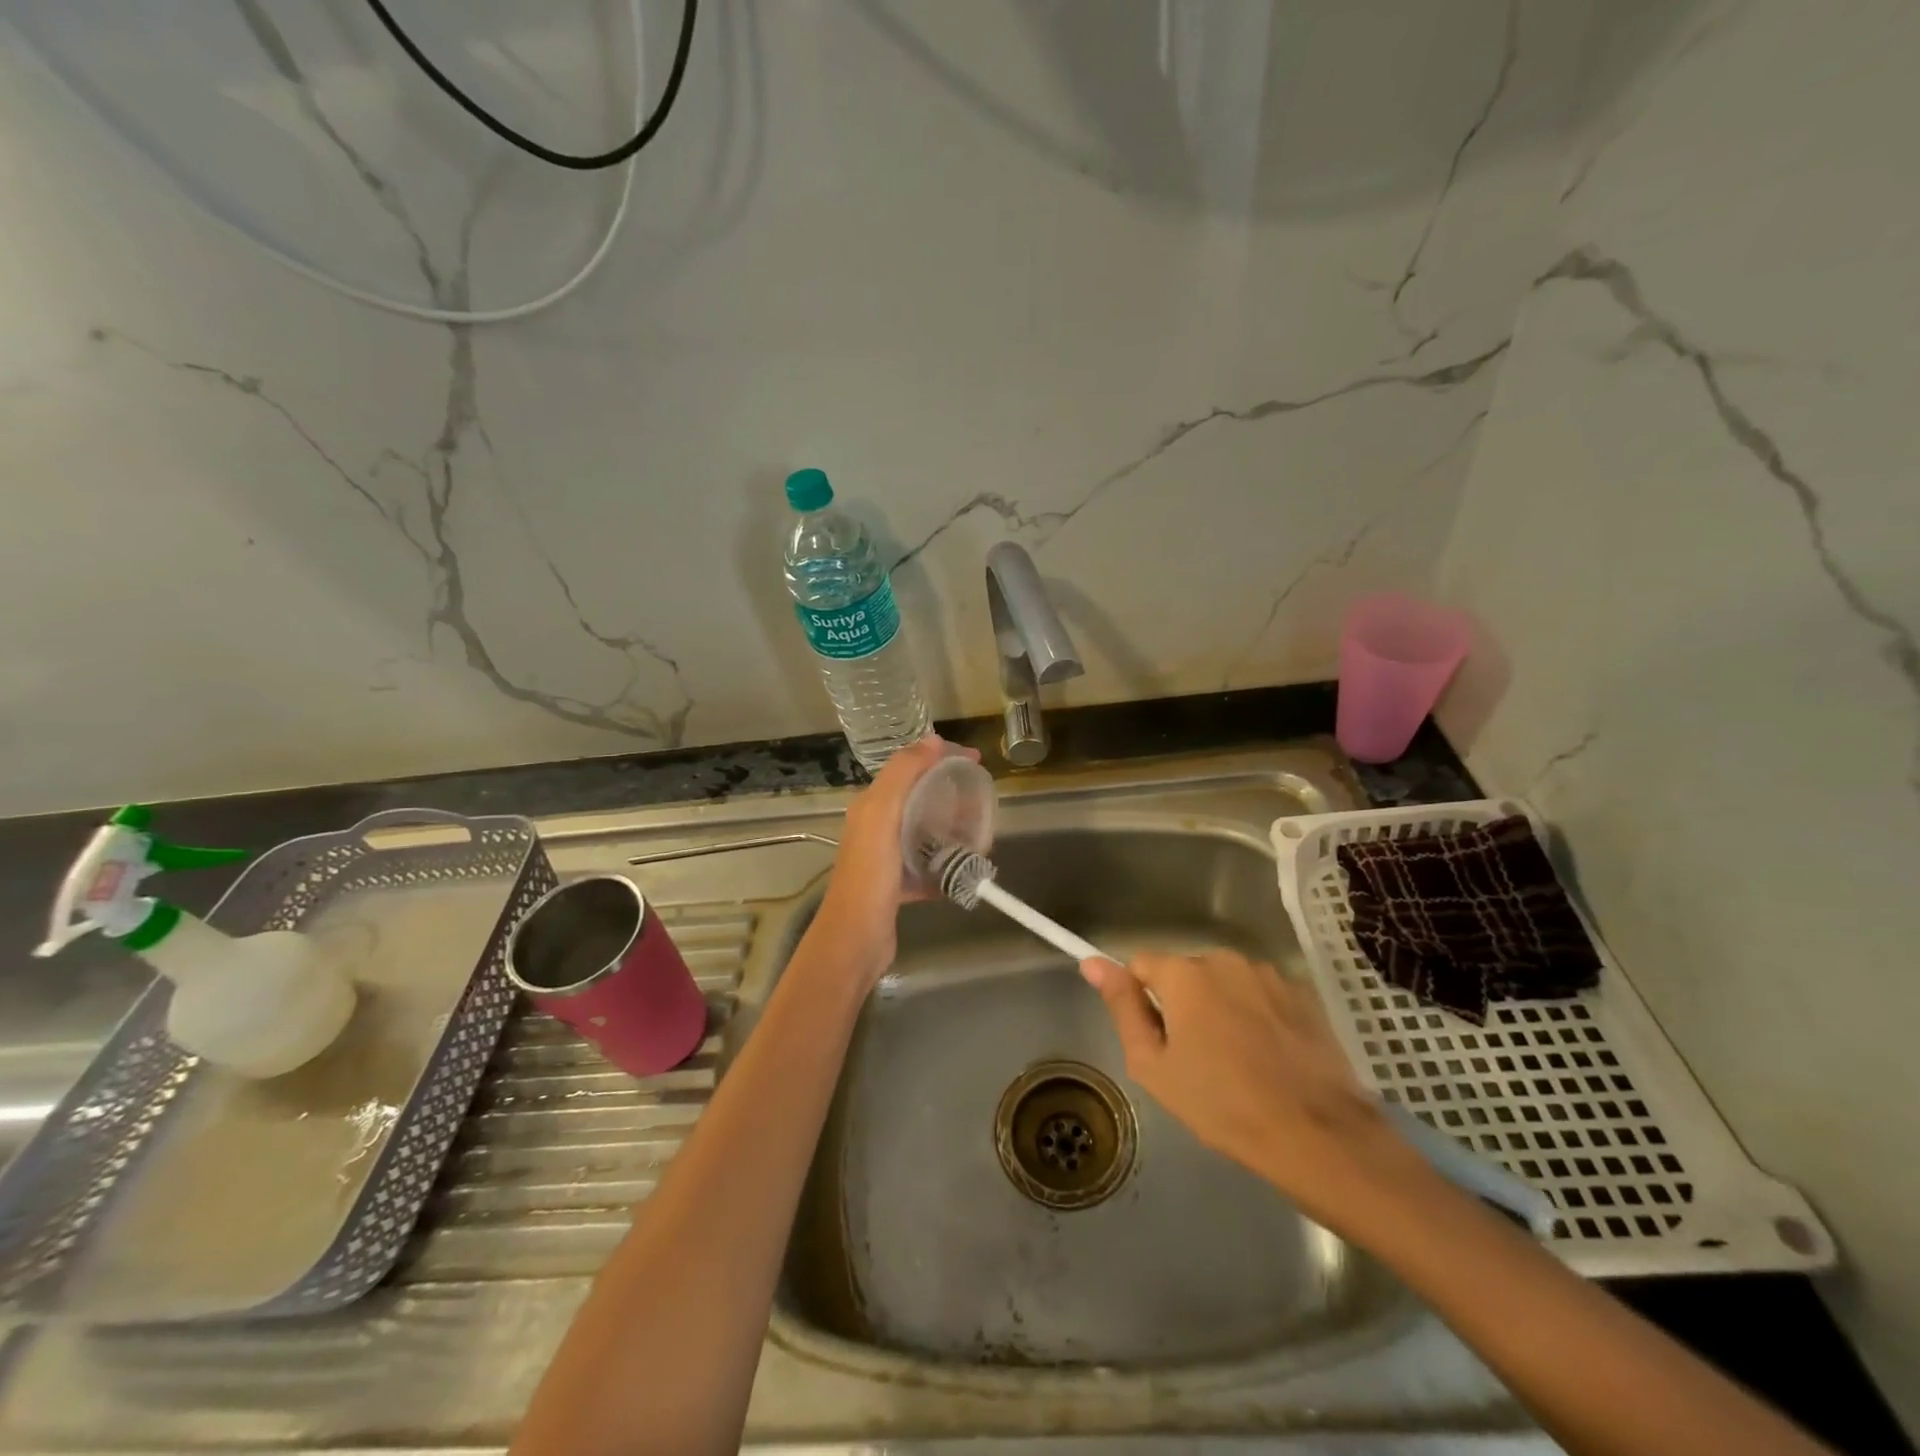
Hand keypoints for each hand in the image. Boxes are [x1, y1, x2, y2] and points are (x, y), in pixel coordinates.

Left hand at [812, 735, 975, 983]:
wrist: (856, 938)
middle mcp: (876, 827)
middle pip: (921, 801)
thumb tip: (933, 740)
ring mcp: (886, 859)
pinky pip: (927, 867)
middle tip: (982, 802)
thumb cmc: (870, 873)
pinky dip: (947, 865)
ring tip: (982, 837)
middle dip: (952, 796)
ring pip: (926, 834)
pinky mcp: (896, 886)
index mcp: (871, 805)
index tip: (975, 761)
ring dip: (953, 831)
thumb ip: (904, 773)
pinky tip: (967, 870)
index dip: (941, 759)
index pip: (909, 769)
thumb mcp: (883, 813)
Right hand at [1081, 951, 1422, 1230]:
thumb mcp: (1154, 1065)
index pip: (1142, 966)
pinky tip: (1270, 1059)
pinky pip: (1262, 996)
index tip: (1156, 1038)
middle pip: (1186, 974)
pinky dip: (1258, 1017)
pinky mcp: (1303, 994)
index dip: (1141, 1000)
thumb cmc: (1222, 1105)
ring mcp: (1269, 974)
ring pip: (1226, 984)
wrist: (1318, 1136)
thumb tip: (1092, 963)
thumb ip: (1122, 1007)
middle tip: (1196, 1060)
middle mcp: (1224, 959)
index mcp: (1183, 973)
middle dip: (1184, 1005)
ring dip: (1222, 1009)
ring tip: (1238, 1063)